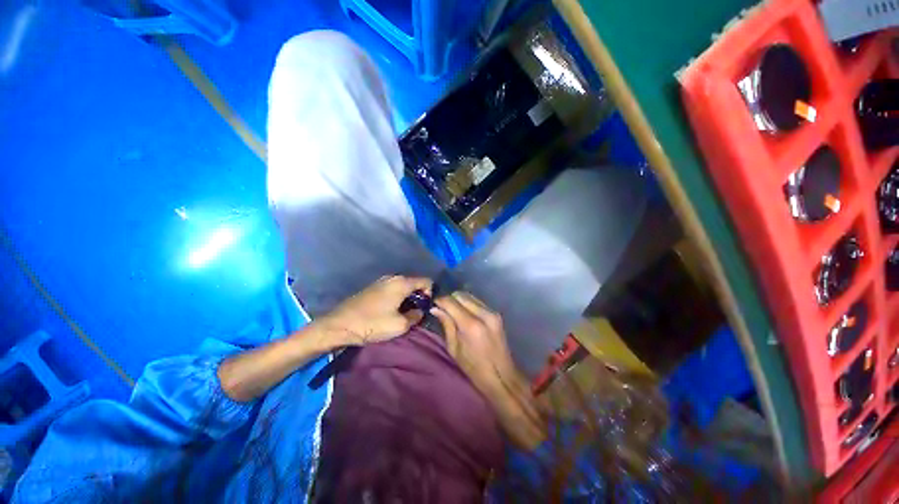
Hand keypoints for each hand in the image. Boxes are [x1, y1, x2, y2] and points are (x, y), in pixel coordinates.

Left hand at [316, 275, 432, 346]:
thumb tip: (419, 311)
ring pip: (403, 286)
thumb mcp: (400, 325)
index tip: (426, 307)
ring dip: (408, 297)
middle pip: (414, 282)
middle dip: (419, 296)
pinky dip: (397, 297)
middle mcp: (393, 277)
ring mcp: (381, 281)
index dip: (431, 293)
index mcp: (402, 283)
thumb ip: (416, 316)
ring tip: (404, 313)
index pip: (426, 281)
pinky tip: (391, 310)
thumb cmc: (372, 324)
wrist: (339, 325)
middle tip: (416, 312)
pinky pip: (393, 288)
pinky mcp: (373, 287)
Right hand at [430, 292, 516, 393]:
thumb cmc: (474, 368)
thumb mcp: (454, 349)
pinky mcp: (496, 313)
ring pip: (470, 296)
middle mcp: (483, 314)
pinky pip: (478, 301)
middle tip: (441, 307)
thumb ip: (446, 324)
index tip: (433, 303)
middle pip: (461, 295)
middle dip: (449, 299)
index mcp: (471, 325)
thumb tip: (435, 308)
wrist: (502, 376)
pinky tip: (463, 312)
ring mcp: (492, 312)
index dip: (440, 300)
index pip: (451, 302)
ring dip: (459, 300)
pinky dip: (468, 303)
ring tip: (452, 310)